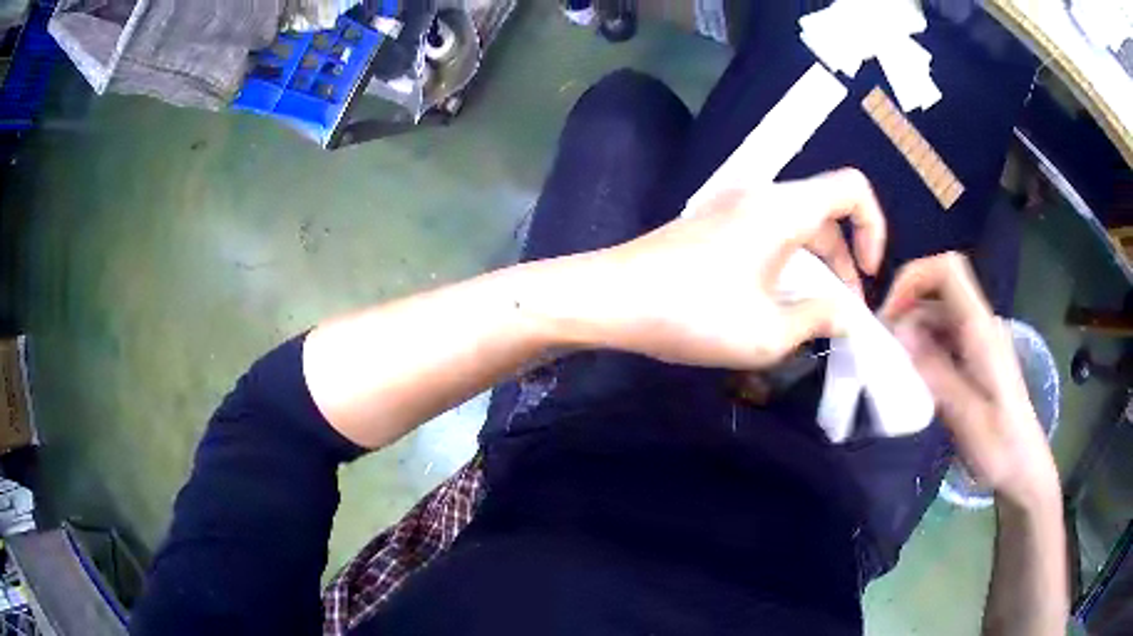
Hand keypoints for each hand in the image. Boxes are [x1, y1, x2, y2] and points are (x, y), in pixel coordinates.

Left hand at [565, 168, 885, 368]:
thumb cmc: (692, 313)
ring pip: (796, 228)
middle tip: (841, 317)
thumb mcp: (768, 332)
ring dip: (815, 270)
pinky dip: (787, 265)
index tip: (867, 275)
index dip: (874, 227)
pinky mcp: (713, 223)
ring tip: (811, 321)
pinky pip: (768, 235)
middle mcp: (762, 194)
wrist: (609, 298)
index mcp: (784, 208)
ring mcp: (733, 205)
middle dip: (844, 265)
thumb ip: (820, 319)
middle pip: (826, 215)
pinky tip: (775, 305)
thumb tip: (847, 315)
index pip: (852, 188)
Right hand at [880, 253, 1059, 511]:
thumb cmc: (999, 446)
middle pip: (937, 291)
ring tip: (892, 369)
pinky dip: (921, 350)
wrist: (1022, 468)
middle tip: (882, 349)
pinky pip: (941, 339)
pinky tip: (912, 379)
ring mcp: (977, 342)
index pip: (948, 271)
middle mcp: (980, 326)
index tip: (890, 315)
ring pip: (936, 316)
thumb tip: (899, 331)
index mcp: (982, 331)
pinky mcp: (973, 359)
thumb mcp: (966, 416)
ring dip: (911, 333)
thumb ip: (936, 371)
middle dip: (905, 310)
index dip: (914, 278)